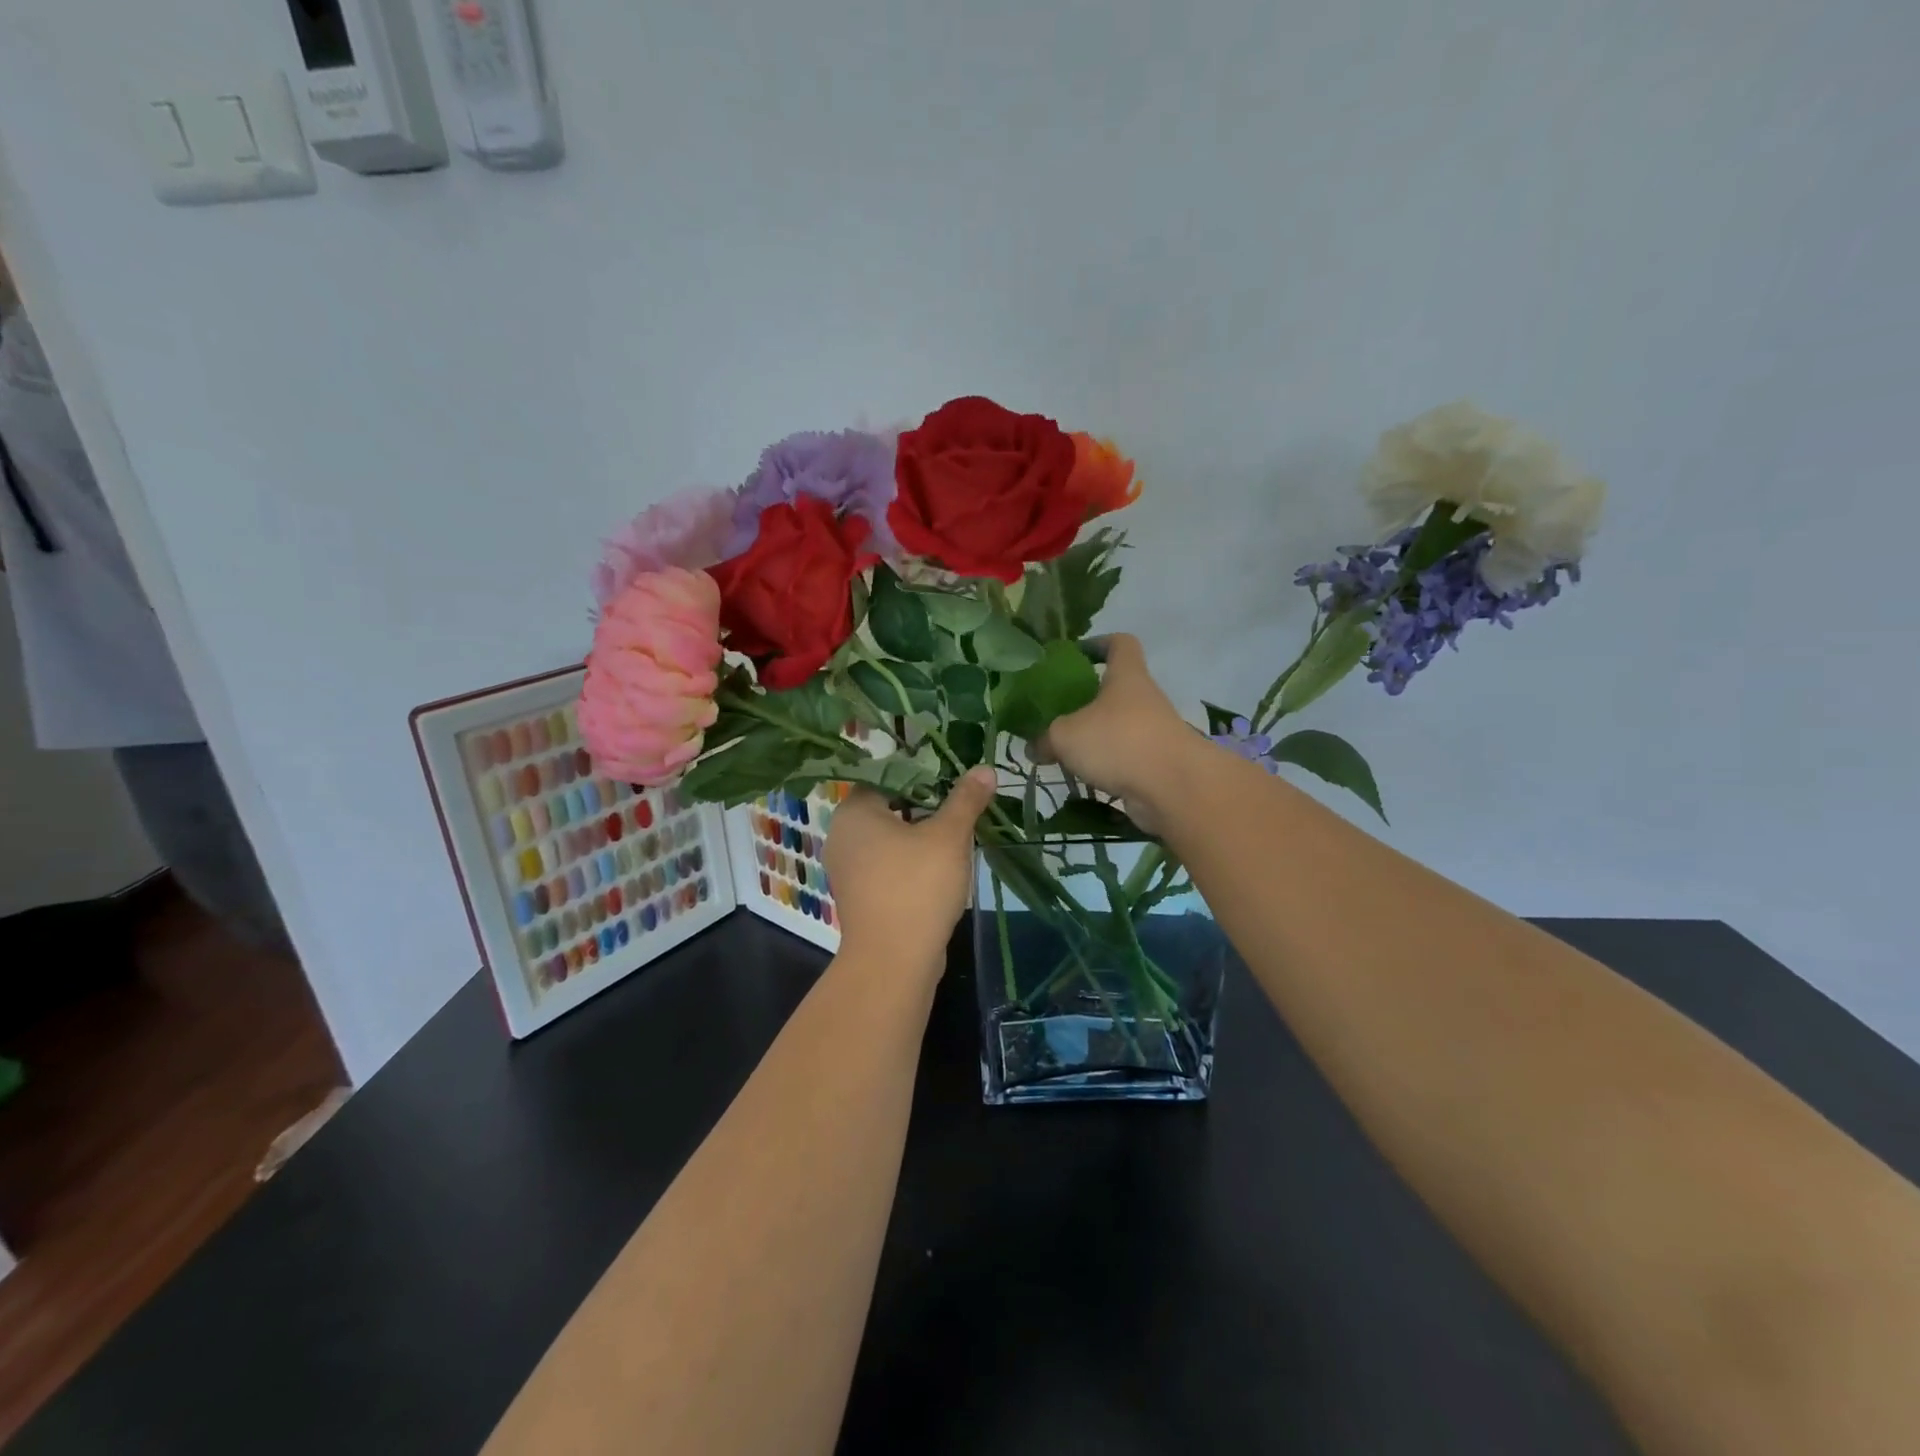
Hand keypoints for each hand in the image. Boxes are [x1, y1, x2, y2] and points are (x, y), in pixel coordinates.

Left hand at [824, 767, 997, 975]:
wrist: (893, 961)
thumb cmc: (917, 886)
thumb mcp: (949, 836)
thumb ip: (966, 799)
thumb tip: (984, 768)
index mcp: (854, 812)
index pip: (887, 775)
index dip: (922, 773)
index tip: (952, 778)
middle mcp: (842, 835)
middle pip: (888, 806)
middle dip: (925, 805)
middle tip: (960, 806)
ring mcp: (848, 869)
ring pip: (889, 838)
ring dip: (920, 835)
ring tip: (956, 835)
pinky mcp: (860, 895)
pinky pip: (887, 865)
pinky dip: (910, 861)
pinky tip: (940, 868)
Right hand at [1033, 634, 1195, 832]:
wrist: (1174, 788)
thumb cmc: (1119, 742)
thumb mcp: (1065, 735)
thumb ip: (1044, 738)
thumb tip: (1034, 747)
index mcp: (1126, 677)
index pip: (1120, 644)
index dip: (1099, 644)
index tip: (1076, 655)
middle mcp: (1144, 699)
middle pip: (1115, 690)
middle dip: (1087, 700)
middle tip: (1056, 713)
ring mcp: (1154, 733)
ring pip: (1118, 727)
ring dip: (1094, 737)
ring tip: (1062, 752)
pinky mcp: (1156, 765)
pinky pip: (1124, 759)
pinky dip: (1105, 766)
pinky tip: (1082, 778)